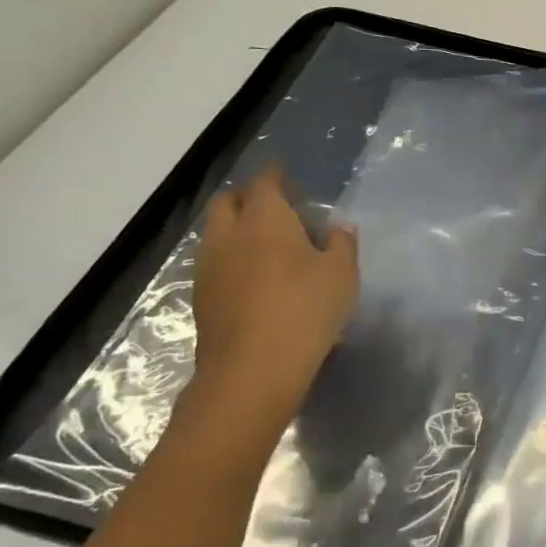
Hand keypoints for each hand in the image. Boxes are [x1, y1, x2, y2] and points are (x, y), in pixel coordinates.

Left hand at [189, 167, 358, 431]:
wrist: (253, 369)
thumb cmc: (305, 309)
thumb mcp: (342, 274)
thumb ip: (341, 244)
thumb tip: (338, 228)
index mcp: (265, 219)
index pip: (265, 183)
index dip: (277, 177)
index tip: (289, 178)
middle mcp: (229, 235)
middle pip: (228, 201)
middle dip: (249, 197)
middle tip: (276, 208)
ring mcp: (209, 267)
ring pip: (217, 233)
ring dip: (238, 230)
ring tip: (268, 246)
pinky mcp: (202, 298)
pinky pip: (216, 263)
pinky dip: (233, 260)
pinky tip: (256, 279)